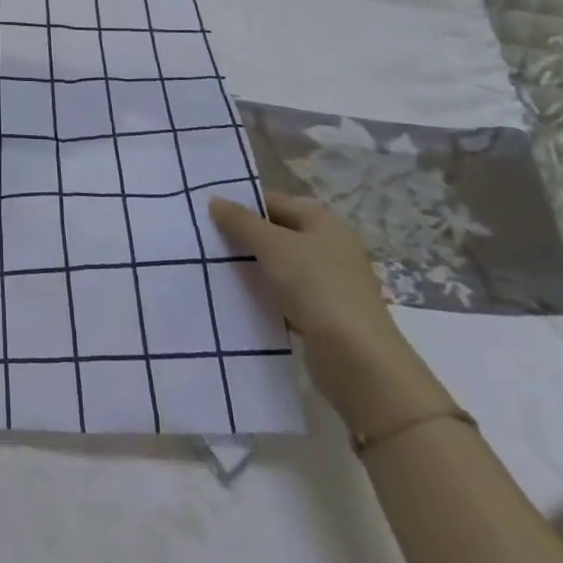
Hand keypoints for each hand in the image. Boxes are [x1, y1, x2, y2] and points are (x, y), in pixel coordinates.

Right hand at [210, 192, 449, 434]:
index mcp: (324, 223)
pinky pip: (284, 295)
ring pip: (278, 266)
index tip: (207, 211)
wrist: (358, 362)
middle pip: (277, 233)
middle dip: (243, 236)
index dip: (243, 204)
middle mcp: (329, 248)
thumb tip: (214, 200)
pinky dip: (263, 295)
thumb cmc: (317, 287)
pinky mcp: (322, 315)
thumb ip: (241, 222)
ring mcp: (328, 283)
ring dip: (251, 267)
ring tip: (212, 266)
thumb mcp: (273, 246)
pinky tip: (237, 298)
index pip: (275, 202)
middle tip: (204, 238)